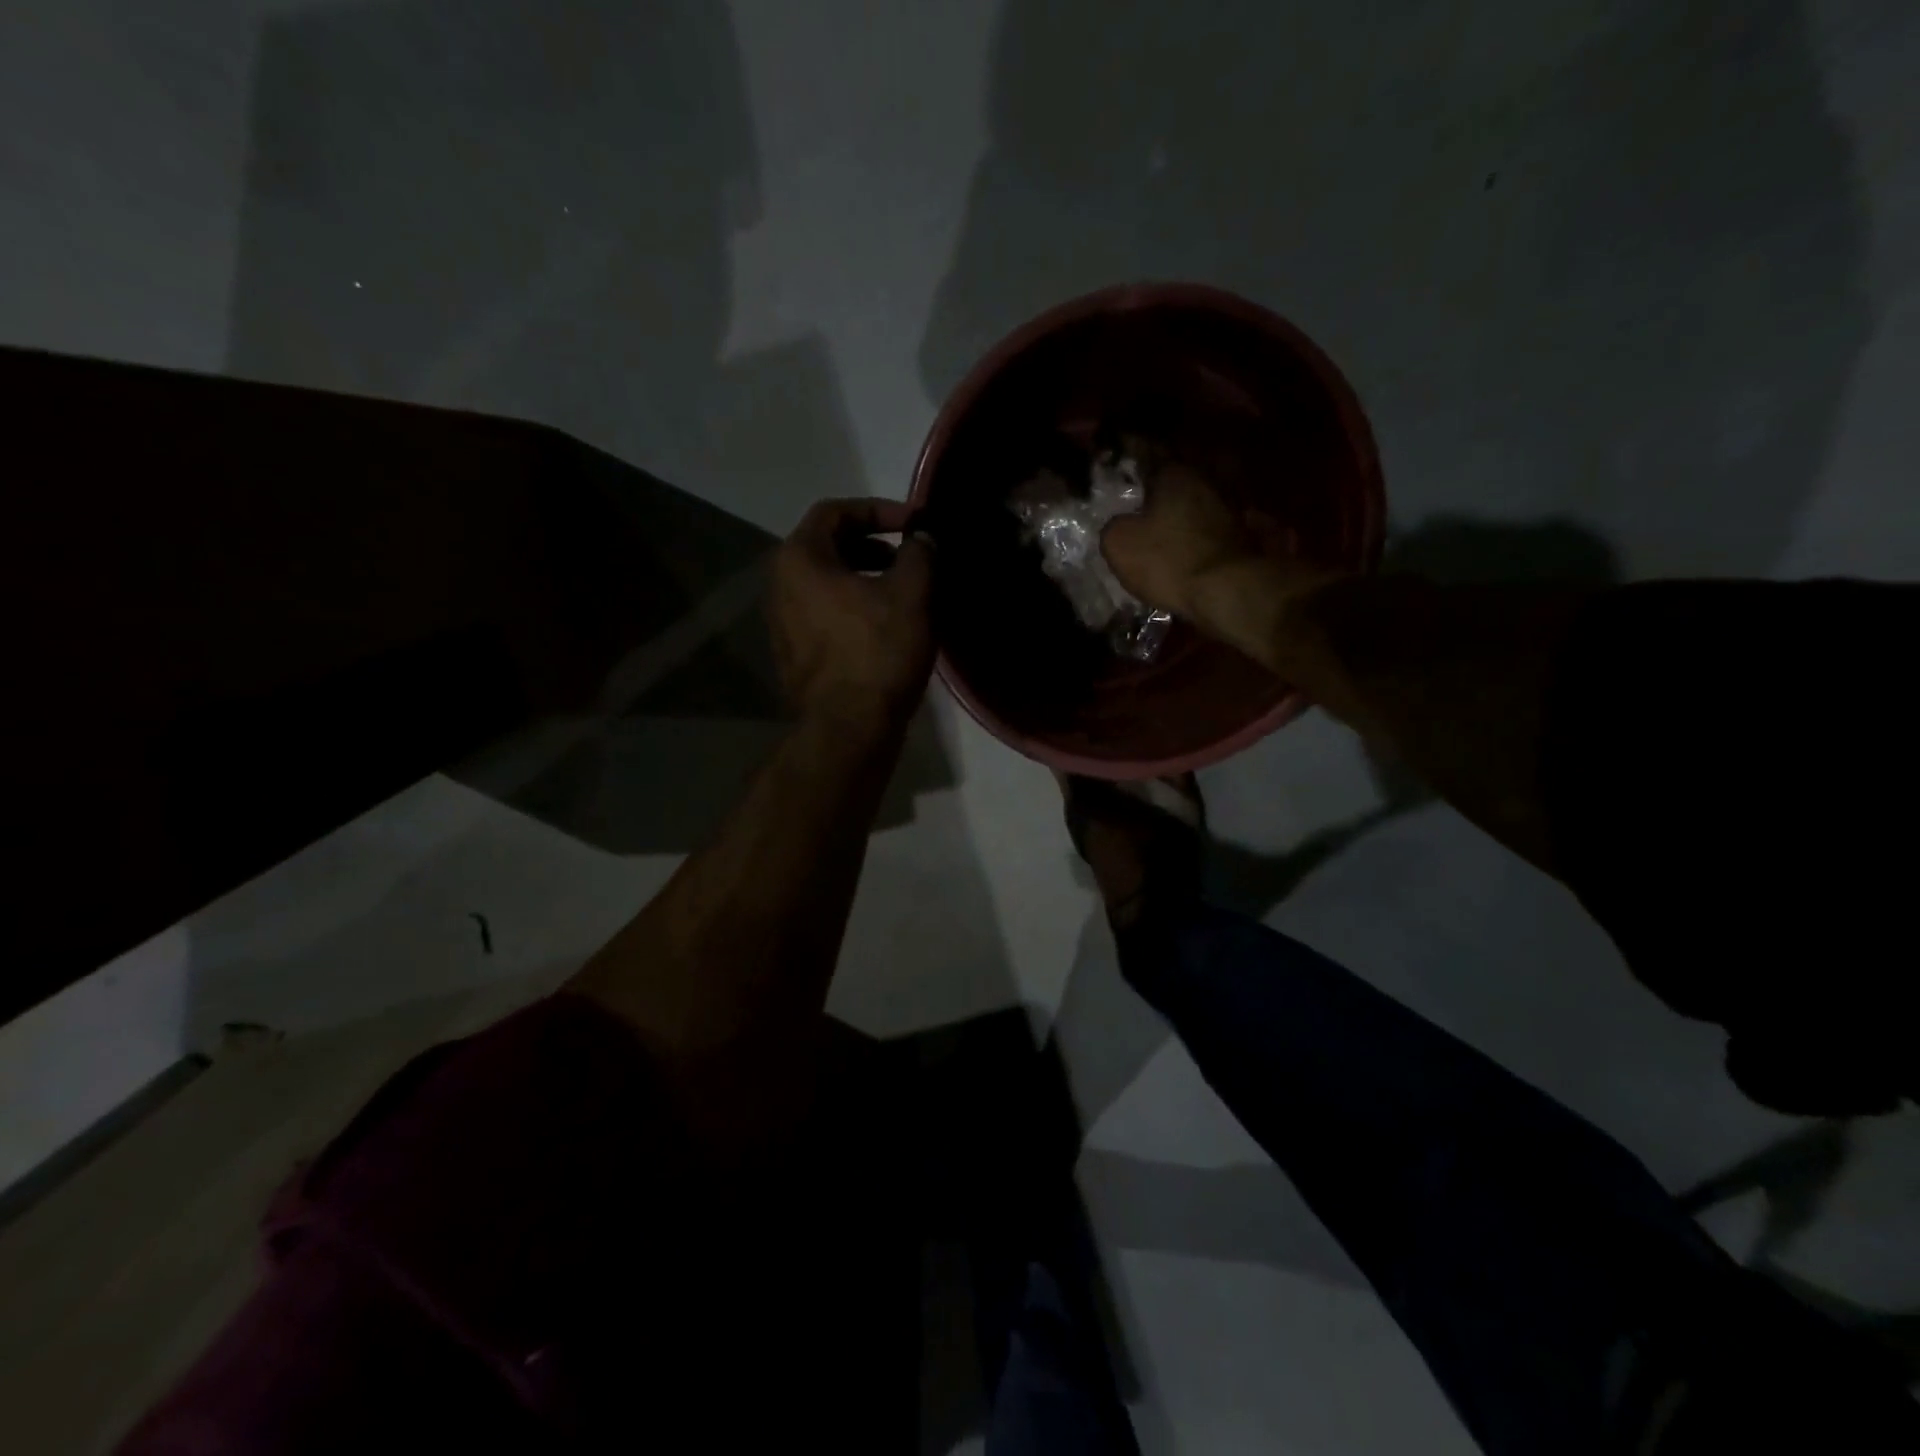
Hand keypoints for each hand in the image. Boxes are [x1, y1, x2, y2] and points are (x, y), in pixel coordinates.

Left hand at [769, 498, 934, 732]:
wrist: (848, 729)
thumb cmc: (877, 652)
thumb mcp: (911, 593)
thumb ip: (920, 553)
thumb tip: (923, 537)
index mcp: (799, 559)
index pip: (835, 511)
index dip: (878, 510)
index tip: (914, 524)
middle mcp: (780, 586)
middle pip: (829, 548)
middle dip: (873, 546)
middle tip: (910, 558)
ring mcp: (783, 625)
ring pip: (828, 585)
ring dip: (866, 580)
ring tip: (905, 593)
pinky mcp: (796, 656)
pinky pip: (826, 616)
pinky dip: (855, 609)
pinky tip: (887, 628)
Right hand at [1102, 448, 1273, 620]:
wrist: (1228, 591)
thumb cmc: (1168, 559)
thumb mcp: (1118, 543)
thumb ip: (1113, 525)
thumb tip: (1121, 523)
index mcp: (1174, 472)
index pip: (1148, 452)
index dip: (1131, 455)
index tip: (1119, 458)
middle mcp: (1206, 479)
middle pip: (1175, 478)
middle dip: (1156, 488)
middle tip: (1136, 500)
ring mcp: (1228, 507)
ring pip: (1193, 503)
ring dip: (1178, 513)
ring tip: (1159, 527)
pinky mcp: (1241, 536)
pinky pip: (1207, 528)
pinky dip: (1194, 535)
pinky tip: (1182, 548)